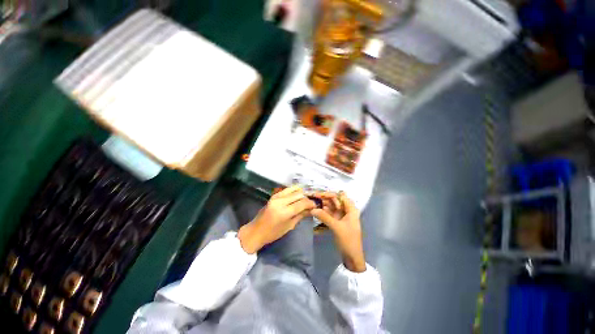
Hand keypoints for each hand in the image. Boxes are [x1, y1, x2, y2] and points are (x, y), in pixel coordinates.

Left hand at [238, 185, 314, 253]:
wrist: (256, 230)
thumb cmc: (273, 233)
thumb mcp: (289, 226)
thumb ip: (301, 215)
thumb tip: (311, 209)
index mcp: (284, 212)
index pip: (302, 203)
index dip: (310, 203)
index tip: (315, 205)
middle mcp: (280, 201)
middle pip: (299, 194)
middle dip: (307, 198)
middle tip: (310, 203)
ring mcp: (276, 196)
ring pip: (294, 189)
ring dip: (301, 193)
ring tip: (304, 200)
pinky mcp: (274, 195)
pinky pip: (287, 189)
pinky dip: (294, 191)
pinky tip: (297, 197)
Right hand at [311, 192, 365, 271]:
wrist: (352, 257)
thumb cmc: (348, 240)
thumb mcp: (336, 227)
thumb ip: (324, 217)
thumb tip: (312, 209)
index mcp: (350, 209)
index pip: (339, 196)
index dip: (328, 194)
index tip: (317, 195)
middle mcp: (346, 210)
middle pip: (334, 200)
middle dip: (323, 199)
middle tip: (311, 198)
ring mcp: (341, 216)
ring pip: (330, 207)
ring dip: (321, 205)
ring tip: (311, 204)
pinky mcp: (336, 222)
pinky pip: (328, 214)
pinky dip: (322, 213)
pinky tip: (315, 212)